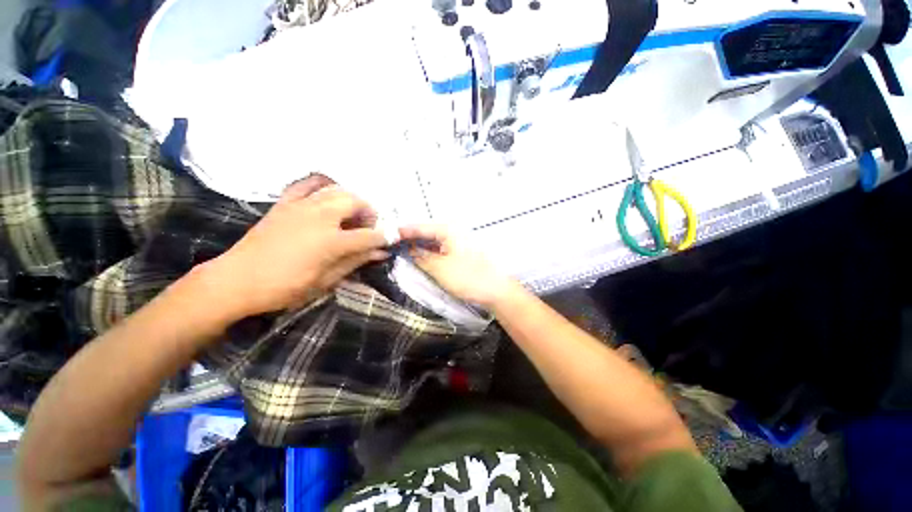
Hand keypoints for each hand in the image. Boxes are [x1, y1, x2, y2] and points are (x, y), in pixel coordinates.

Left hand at [203, 175, 388, 318]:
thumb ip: (356, 262)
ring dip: (351, 200)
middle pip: (356, 202)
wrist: (237, 280)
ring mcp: (301, 206)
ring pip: (336, 190)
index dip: (385, 238)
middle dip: (369, 213)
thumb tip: (381, 253)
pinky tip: (326, 196)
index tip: (392, 240)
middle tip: (366, 228)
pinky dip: (321, 186)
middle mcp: (320, 217)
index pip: (369, 235)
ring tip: (349, 216)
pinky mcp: (285, 203)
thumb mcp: (326, 281)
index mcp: (331, 241)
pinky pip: (307, 184)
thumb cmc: (285, 287)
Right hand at [398, 225, 517, 308]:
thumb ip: (421, 258)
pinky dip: (429, 254)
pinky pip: (440, 251)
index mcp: (448, 231)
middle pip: (427, 234)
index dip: (404, 231)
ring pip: (433, 243)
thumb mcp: (439, 268)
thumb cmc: (467, 277)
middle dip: (410, 239)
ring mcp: (457, 244)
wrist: (495, 290)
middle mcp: (453, 234)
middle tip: (392, 246)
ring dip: (419, 247)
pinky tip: (420, 259)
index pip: (421, 227)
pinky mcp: (460, 255)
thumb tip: (409, 251)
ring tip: (401, 252)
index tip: (388, 235)